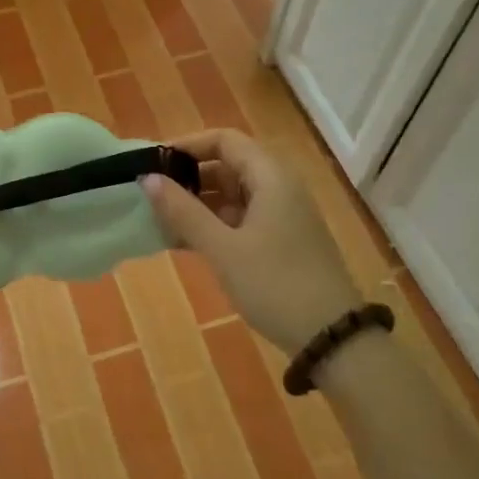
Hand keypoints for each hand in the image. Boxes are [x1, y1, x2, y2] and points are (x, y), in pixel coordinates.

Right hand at [142, 129, 360, 355]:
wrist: (331, 338)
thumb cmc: (274, 284)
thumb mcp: (222, 248)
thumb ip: (182, 211)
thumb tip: (147, 178)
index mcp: (270, 177)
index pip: (224, 140)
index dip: (188, 145)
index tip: (155, 163)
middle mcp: (279, 187)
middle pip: (228, 165)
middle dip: (189, 178)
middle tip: (152, 196)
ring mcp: (282, 215)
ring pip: (233, 195)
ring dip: (198, 204)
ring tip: (161, 222)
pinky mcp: (282, 241)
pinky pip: (241, 219)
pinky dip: (214, 224)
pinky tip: (186, 243)